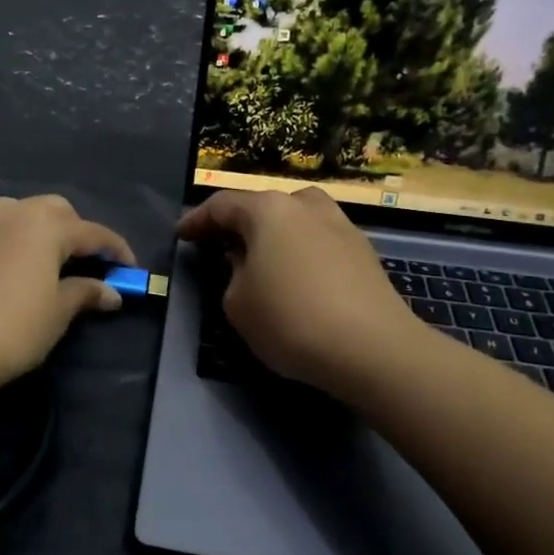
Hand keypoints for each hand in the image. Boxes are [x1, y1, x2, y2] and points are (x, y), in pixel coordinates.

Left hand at [0, 195, 135, 396]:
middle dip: (77, 232)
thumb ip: (85, 294)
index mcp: (46, 224)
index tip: (131, 270)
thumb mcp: (57, 312)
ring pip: (23, 213)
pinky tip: (16, 267)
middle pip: (56, 211)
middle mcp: (14, 212)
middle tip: (89, 264)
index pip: (93, 232)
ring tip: (50, 261)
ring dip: (43, 230)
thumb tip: (111, 292)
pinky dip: (16, 240)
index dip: (116, 250)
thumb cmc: (12, 326)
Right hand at [176, 187, 415, 395]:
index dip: (197, 221)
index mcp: (268, 210)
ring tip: (260, 256)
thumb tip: (245, 261)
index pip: (222, 206)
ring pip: (295, 220)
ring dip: (273, 234)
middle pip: (263, 206)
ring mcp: (340, 225)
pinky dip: (299, 250)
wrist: (372, 349)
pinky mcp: (363, 252)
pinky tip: (295, 275)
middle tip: (218, 244)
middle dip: (238, 224)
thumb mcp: (237, 303)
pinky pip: (318, 241)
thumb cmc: (290, 320)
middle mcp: (305, 206)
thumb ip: (232, 274)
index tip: (180, 235)